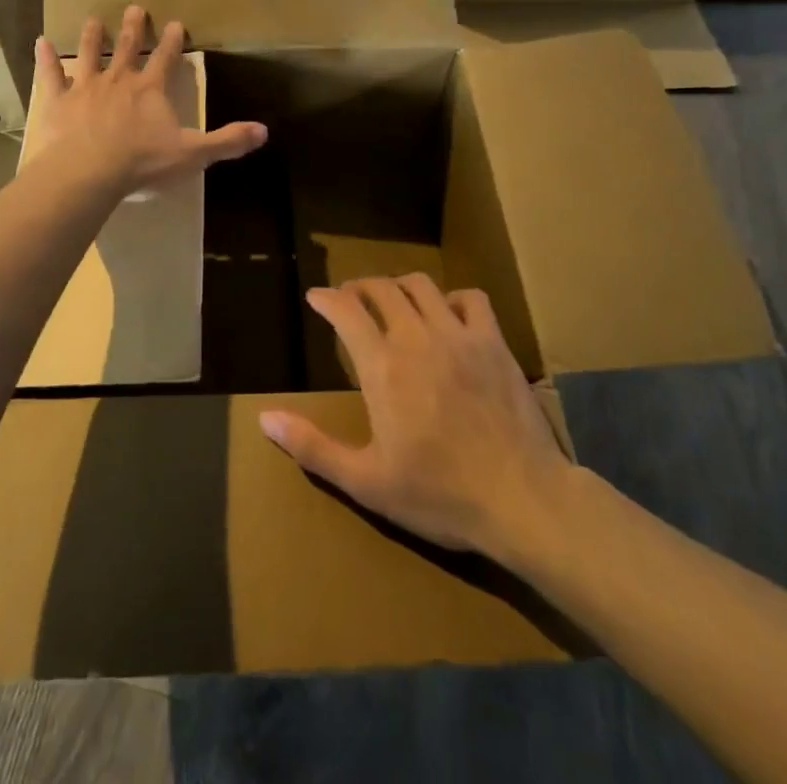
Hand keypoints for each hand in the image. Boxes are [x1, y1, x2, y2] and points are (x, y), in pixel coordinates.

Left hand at [32, 5, 266, 196]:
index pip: (165, 59)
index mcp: (150, 90)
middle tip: (135, 7)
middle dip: (133, 28)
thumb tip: (264, 131)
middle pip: (127, 48)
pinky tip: (40, 42)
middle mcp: (118, 80)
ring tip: (93, 19)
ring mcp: (85, 88)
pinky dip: (45, 59)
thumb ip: (227, 142)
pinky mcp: (57, 101)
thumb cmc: (142, 162)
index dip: (172, 41)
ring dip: (92, 37)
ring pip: (89, 55)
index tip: (175, 22)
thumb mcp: (193, 154)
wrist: (88, 172)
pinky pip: (50, 75)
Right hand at [260, 275, 572, 561]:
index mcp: (383, 366)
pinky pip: (471, 298)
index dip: (326, 299)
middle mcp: (416, 337)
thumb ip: (313, 447)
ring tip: (392, 301)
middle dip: (359, 287)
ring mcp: (459, 335)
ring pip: (421, 285)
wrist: (522, 500)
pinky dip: (453, 298)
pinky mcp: (494, 342)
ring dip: (399, 286)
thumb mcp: (367, 482)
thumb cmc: (439, 495)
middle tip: (350, 299)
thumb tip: (264, 419)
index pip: (346, 311)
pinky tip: (447, 315)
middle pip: (381, 289)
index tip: (315, 298)